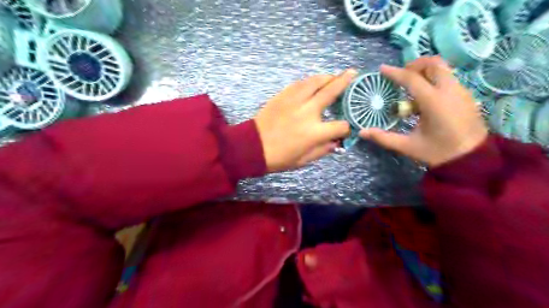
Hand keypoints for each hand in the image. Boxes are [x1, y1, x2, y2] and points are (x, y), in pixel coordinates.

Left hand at [253, 69, 356, 172]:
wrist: (253, 146)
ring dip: (328, 77)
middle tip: (353, 73)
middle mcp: (308, 112)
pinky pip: (300, 83)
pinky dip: (310, 81)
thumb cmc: (279, 157)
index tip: (346, 128)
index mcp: (315, 132)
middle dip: (345, 82)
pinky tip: (314, 82)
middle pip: (331, 92)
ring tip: (335, 75)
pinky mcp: (283, 95)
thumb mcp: (304, 160)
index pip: (340, 126)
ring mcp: (295, 100)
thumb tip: (336, 141)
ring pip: (315, 82)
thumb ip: (323, 150)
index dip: (347, 128)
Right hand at [361, 57, 487, 166]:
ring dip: (425, 72)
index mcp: (434, 102)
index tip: (382, 69)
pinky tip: (426, 98)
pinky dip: (434, 80)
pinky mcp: (466, 96)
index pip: (412, 79)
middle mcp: (449, 91)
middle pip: (433, 63)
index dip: (395, 73)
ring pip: (443, 69)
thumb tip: (362, 132)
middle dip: (415, 65)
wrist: (473, 160)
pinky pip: (448, 78)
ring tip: (412, 87)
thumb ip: (383, 138)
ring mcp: (461, 91)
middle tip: (401, 77)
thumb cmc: (438, 152)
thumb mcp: (407, 146)